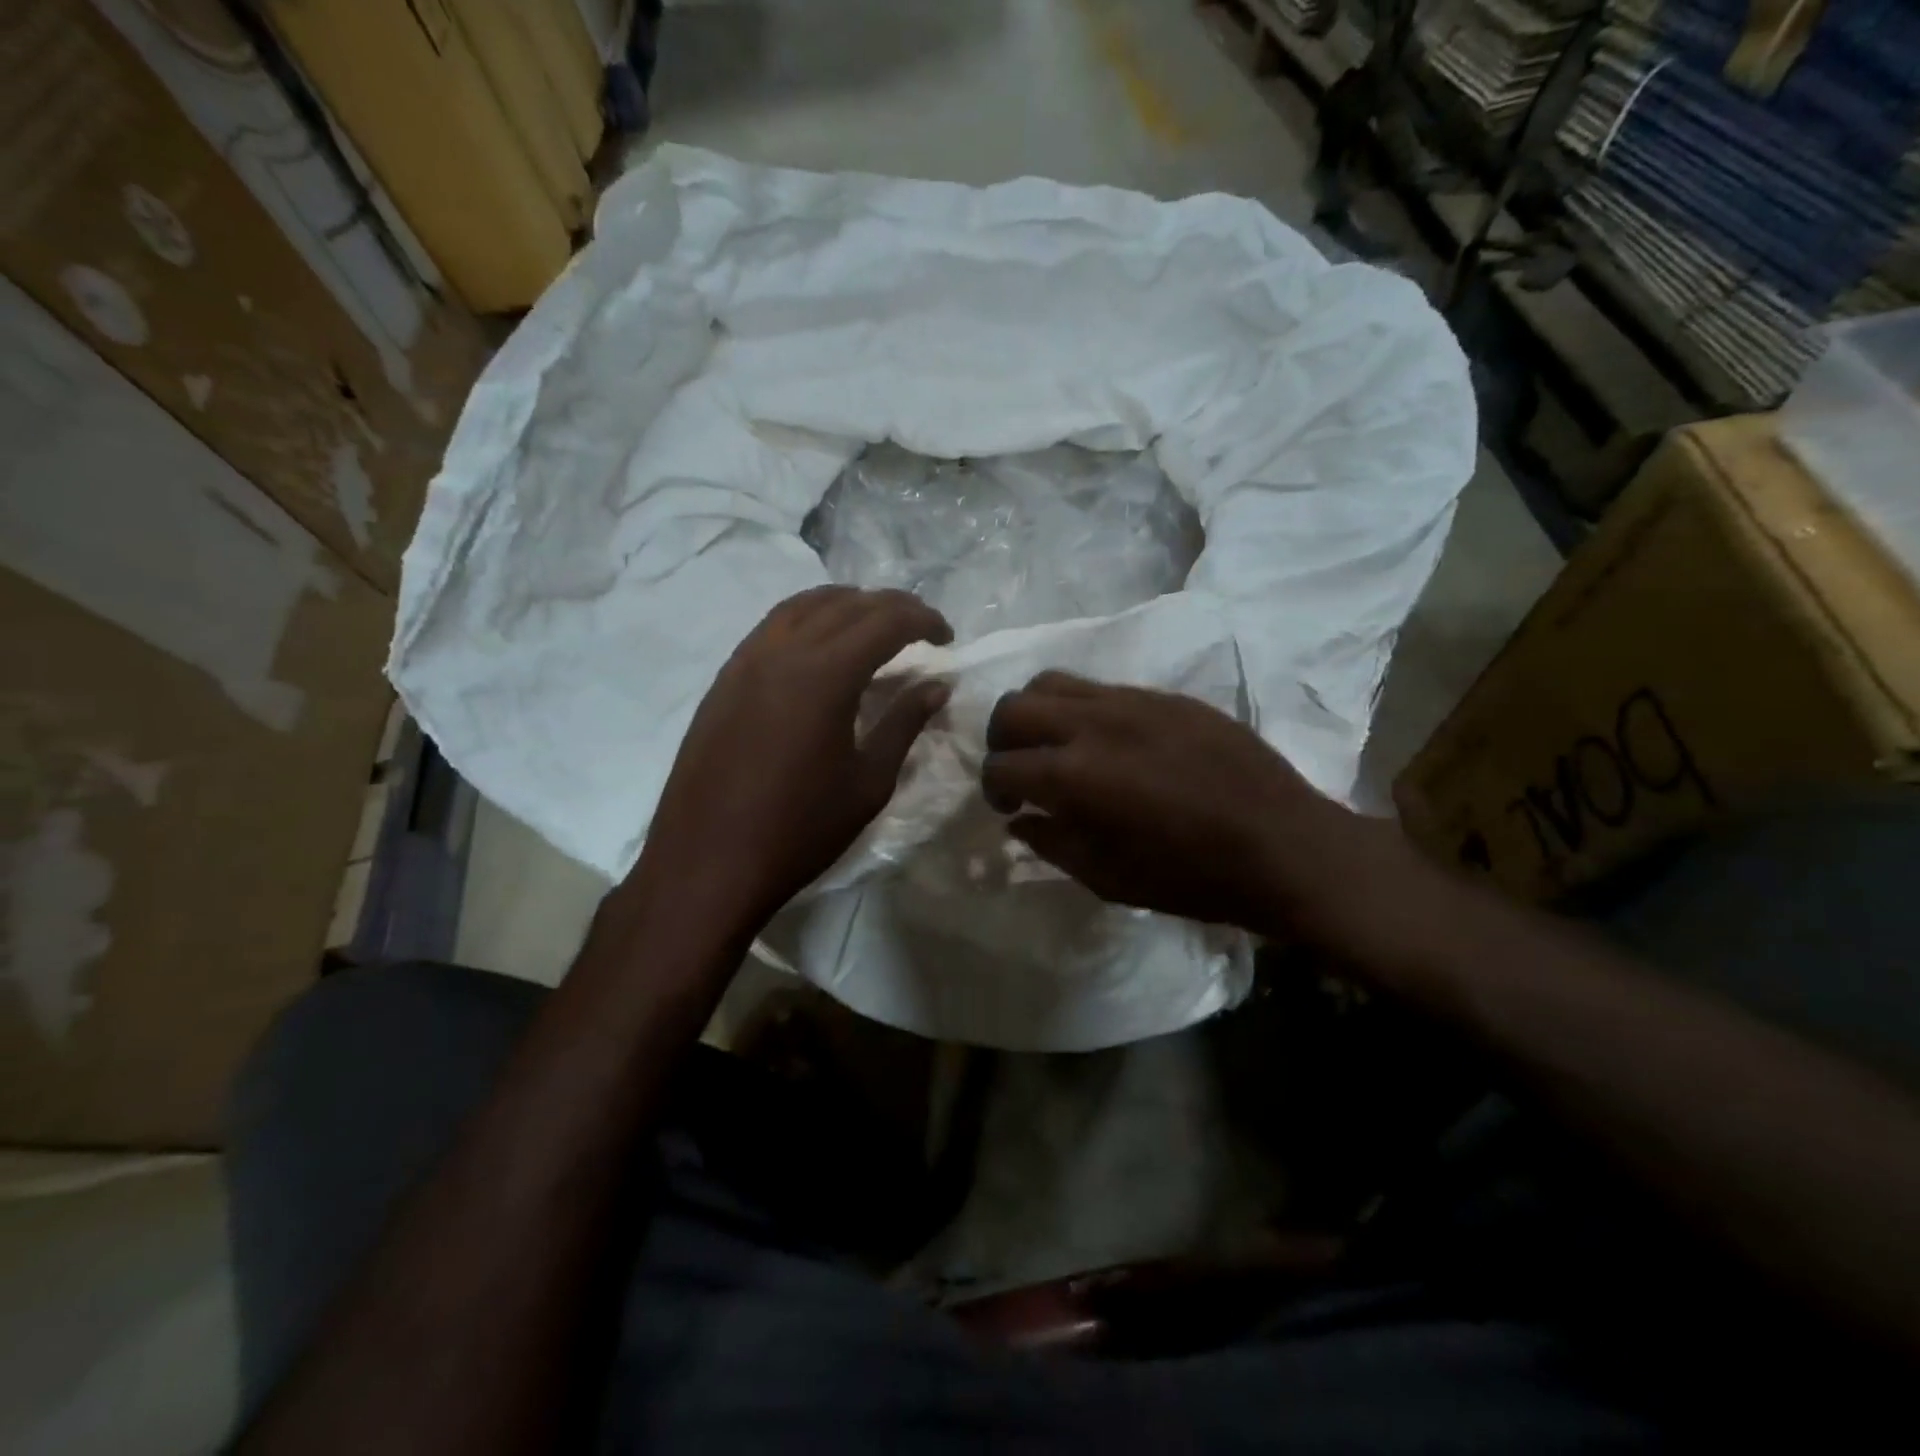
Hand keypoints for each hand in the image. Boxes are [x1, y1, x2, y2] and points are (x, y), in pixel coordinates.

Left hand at [633, 586, 952, 933]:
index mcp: (825, 674)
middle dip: (892, 607)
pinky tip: (821, 648)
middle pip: (846, 603)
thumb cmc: (800, 829)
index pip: (885, 620)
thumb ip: (904, 724)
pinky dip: (809, 619)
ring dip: (847, 605)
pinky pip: (773, 626)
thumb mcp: (868, 782)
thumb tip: (936, 686)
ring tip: (873, 627)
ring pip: (803, 605)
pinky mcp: (724, 678)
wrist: (708, 862)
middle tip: (920, 630)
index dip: (924, 620)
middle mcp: (783, 651)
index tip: (947, 638)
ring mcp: (746, 660)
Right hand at [982, 672, 1397, 942]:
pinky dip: (1082, 711)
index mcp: (1075, 776)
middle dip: (1002, 740)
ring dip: (1037, 714)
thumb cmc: (1192, 877)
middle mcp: (1094, 724)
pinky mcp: (1165, 696)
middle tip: (1021, 771)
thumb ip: (1052, 844)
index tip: (1007, 808)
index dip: (993, 789)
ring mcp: (1132, 701)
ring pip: (1053, 682)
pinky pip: (1102, 688)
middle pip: (1014, 707)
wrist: (1284, 847)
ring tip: (1056, 746)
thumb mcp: (1108, 879)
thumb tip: (1021, 820)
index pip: (1001, 765)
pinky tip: (1107, 743)